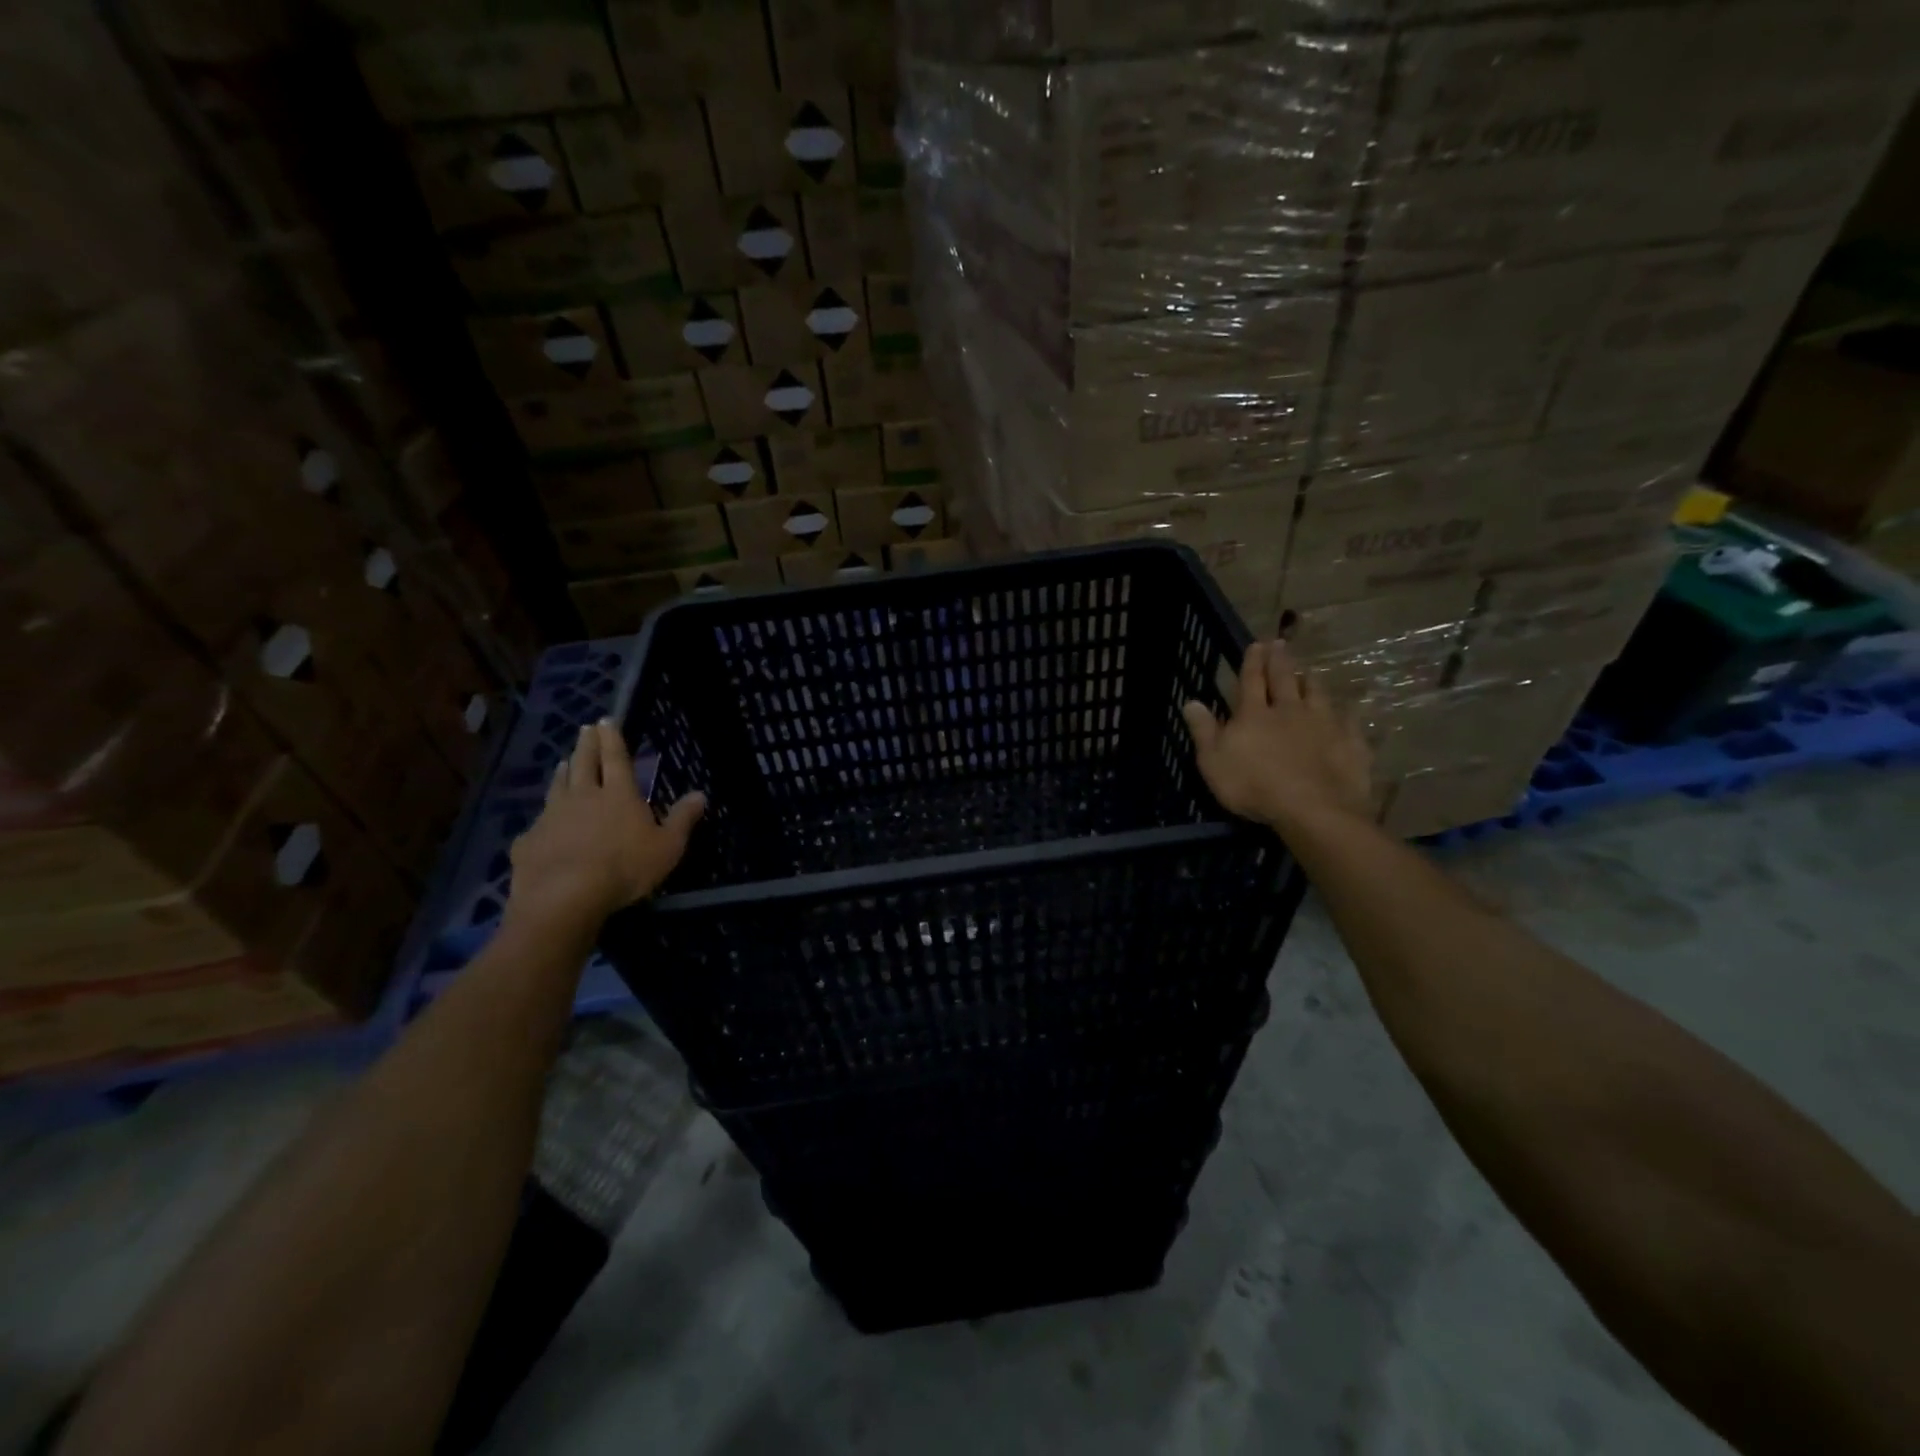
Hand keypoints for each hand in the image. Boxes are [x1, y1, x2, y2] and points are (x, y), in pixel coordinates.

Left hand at [506, 719, 705, 929]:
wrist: (564, 896)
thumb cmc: (625, 868)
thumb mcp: (668, 847)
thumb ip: (683, 819)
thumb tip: (701, 794)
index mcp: (618, 794)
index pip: (615, 758)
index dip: (612, 738)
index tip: (606, 719)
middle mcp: (583, 796)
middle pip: (583, 763)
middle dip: (586, 745)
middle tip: (585, 729)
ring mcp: (552, 816)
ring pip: (557, 787)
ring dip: (562, 773)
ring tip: (562, 763)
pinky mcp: (530, 840)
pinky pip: (538, 823)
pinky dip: (543, 818)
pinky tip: (541, 824)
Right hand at [1181, 640, 1373, 833]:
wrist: (1313, 809)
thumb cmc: (1254, 787)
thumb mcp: (1213, 762)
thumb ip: (1203, 731)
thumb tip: (1191, 702)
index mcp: (1254, 715)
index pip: (1251, 681)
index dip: (1252, 662)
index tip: (1256, 644)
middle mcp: (1289, 710)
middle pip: (1284, 679)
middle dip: (1280, 661)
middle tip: (1280, 643)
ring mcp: (1323, 724)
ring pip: (1317, 694)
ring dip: (1311, 680)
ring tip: (1309, 671)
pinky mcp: (1349, 743)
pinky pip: (1348, 721)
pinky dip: (1344, 713)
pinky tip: (1346, 711)